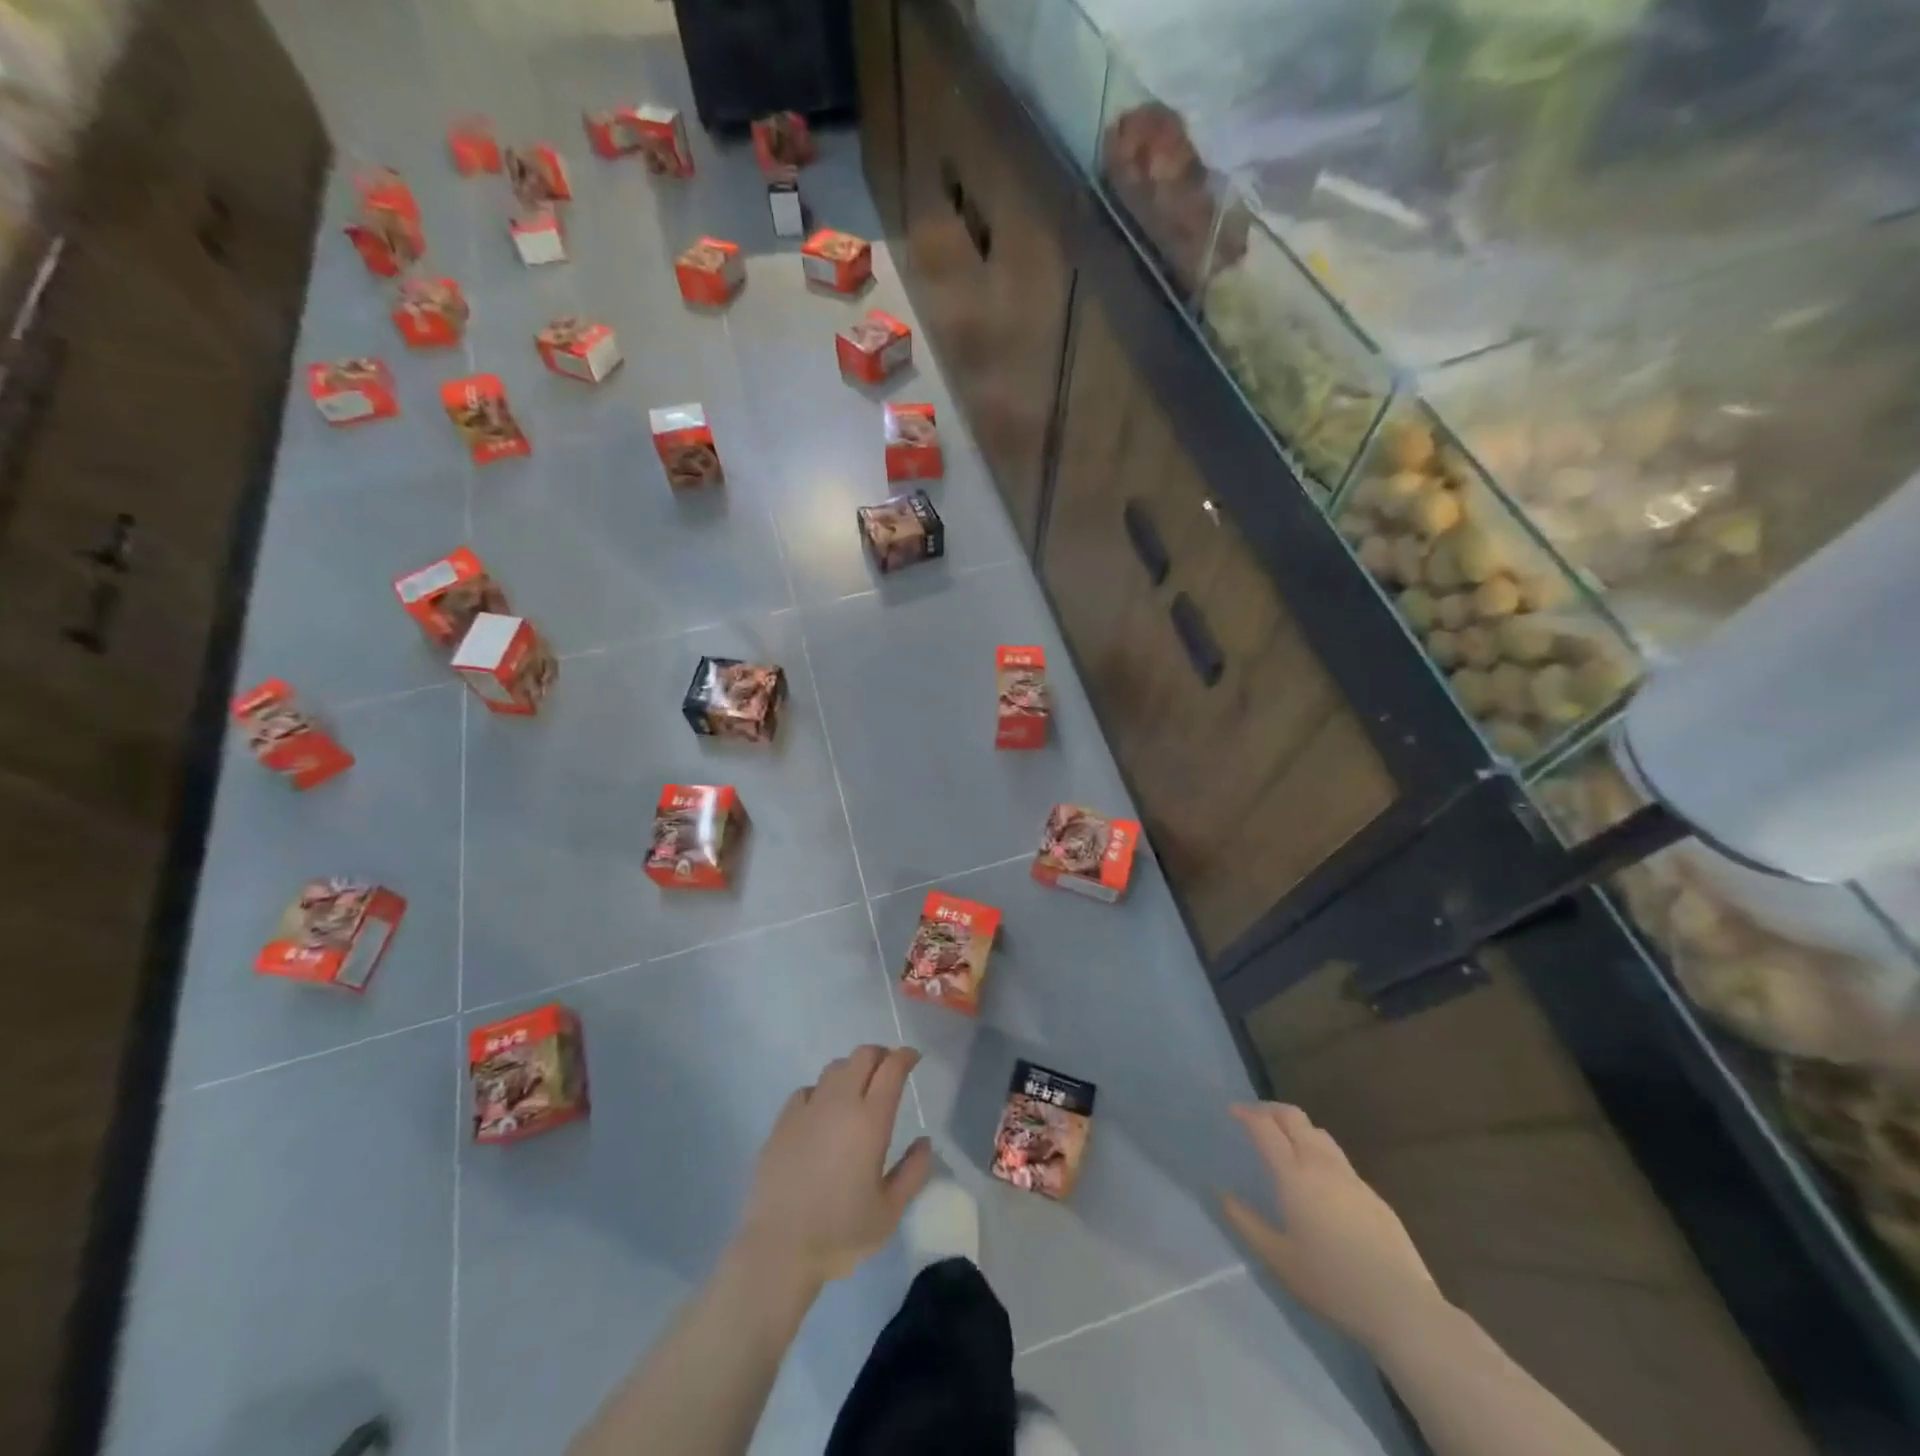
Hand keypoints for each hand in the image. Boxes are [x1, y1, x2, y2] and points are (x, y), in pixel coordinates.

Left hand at [735, 1045, 932, 1287]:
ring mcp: (808, 1109)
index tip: (913, 1058)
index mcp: (870, 1121)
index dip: (905, 1057)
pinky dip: (822, 1091)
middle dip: (881, 1055)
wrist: (778, 1249)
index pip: (892, 1068)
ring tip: (857, 1090)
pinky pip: (807, 1089)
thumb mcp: (890, 1212)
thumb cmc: (840, 1233)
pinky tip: (822, 1112)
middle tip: (889, 1071)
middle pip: (863, 1055)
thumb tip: (925, 1141)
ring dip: (852, 1070)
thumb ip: (913, 1172)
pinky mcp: (782, 1121)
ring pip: (834, 1068)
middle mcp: (840, 1103)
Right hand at [1220, 1102, 1441, 1351]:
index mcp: (1294, 1175)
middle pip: (1294, 1117)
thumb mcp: (1278, 1259)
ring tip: (1285, 1143)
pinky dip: (1319, 1153)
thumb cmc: (1331, 1283)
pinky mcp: (1374, 1196)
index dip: (1246, 1113)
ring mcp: (1352, 1178)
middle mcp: (1322, 1164)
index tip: (1232, 1111)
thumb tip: (1221, 1193)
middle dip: (1270, 1110)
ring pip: (1319, 1133)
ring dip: (1297, 1128)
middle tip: (1254, 1118)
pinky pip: (1339, 1160)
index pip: (1265, 1127)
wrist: (1402, 1308)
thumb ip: (1245, 1222)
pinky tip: (1319, 1182)